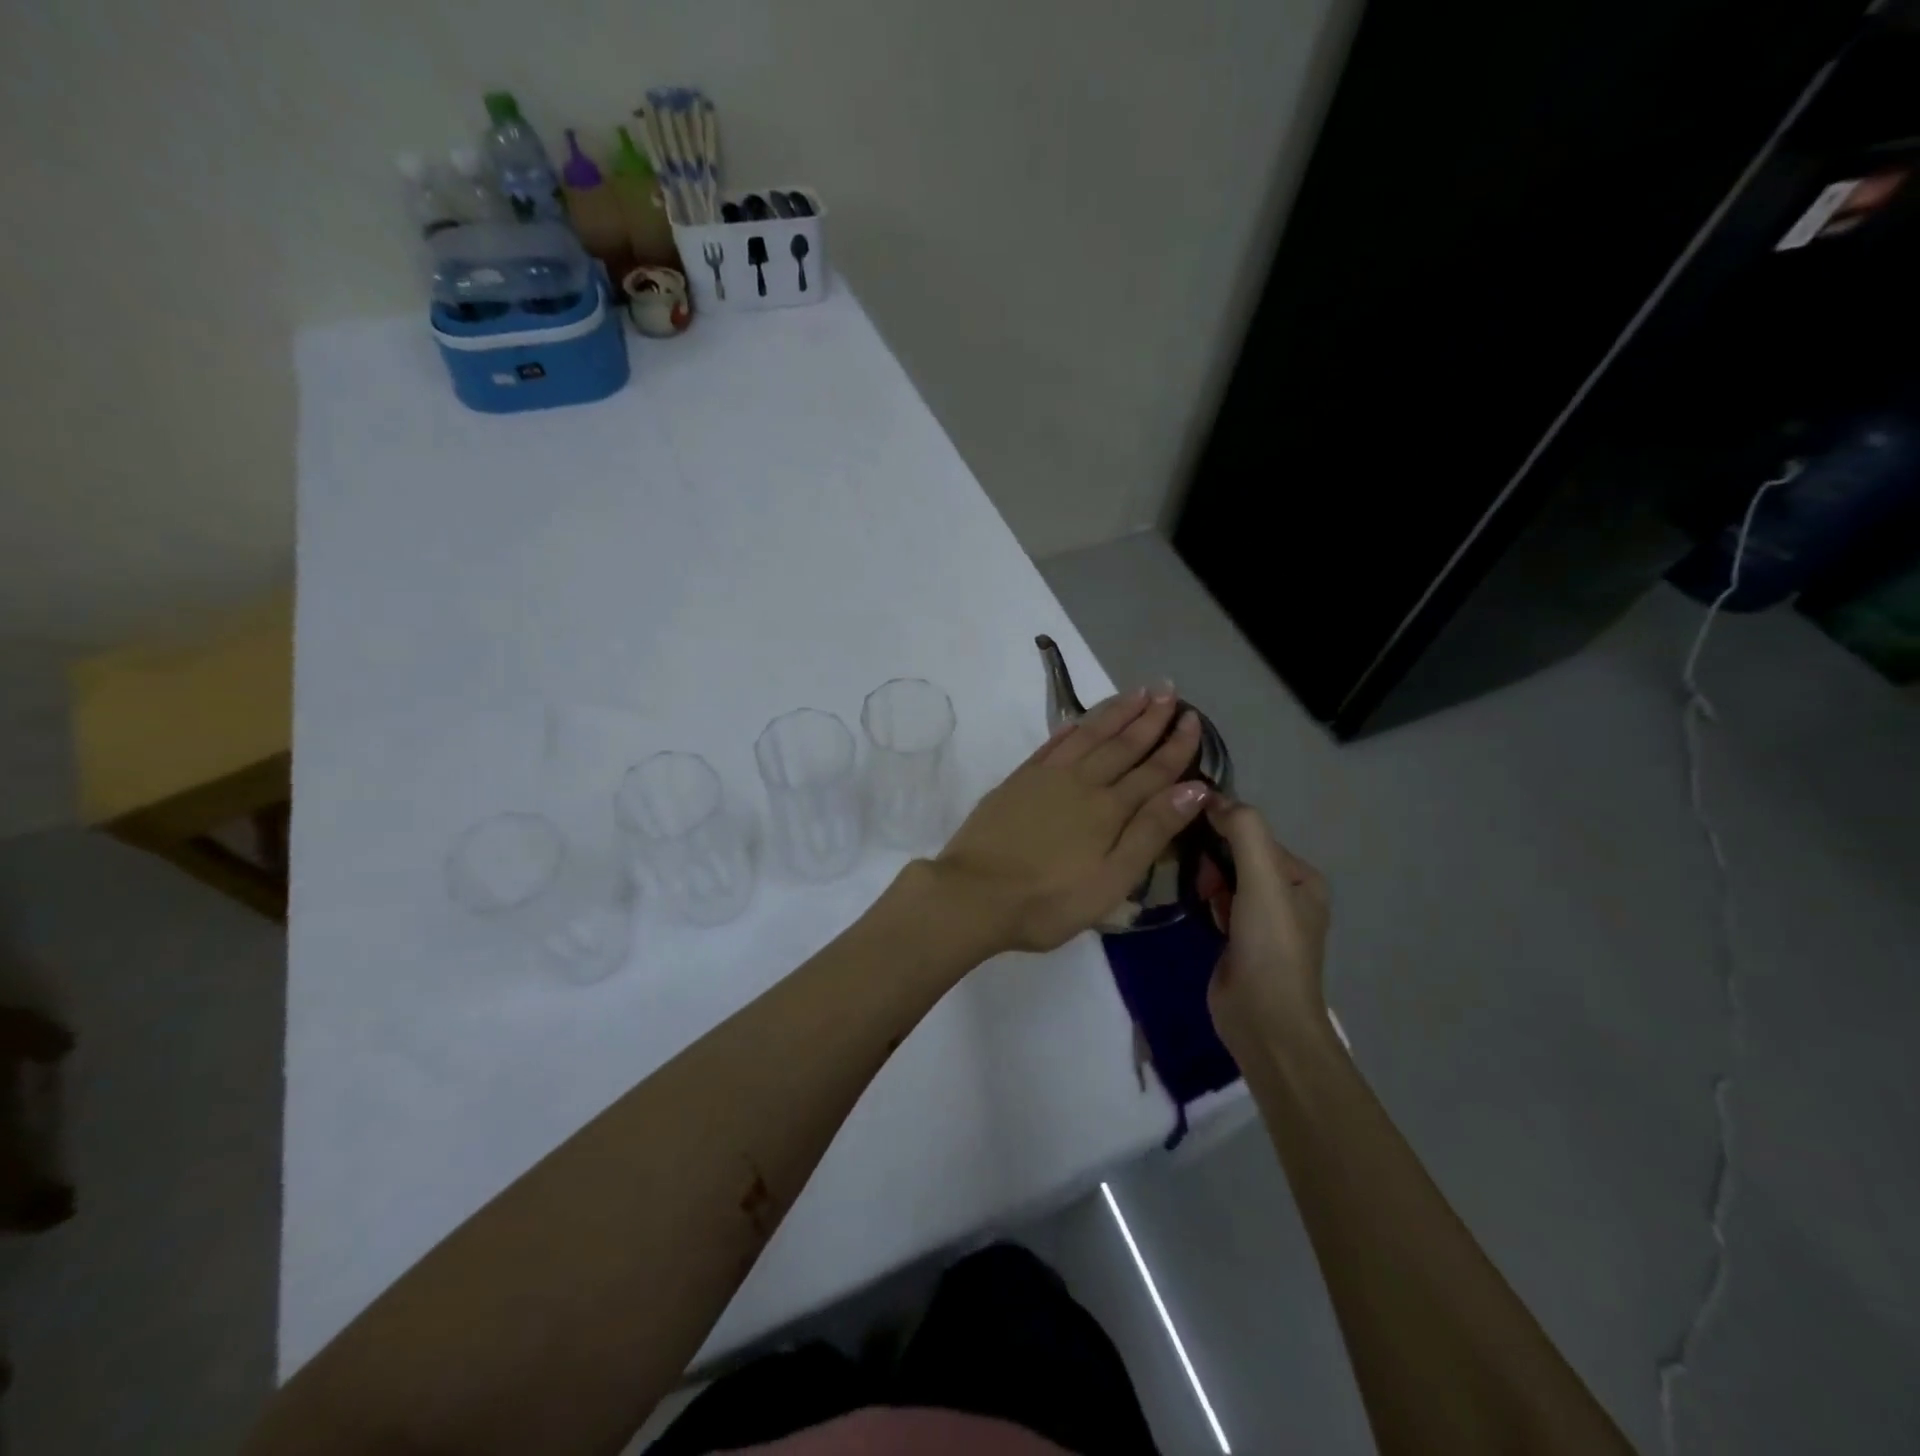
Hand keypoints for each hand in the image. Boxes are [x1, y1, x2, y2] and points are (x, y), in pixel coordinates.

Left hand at [929, 685, 1212, 954]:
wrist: (974, 894)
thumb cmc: (1049, 900)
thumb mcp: (1112, 879)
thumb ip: (1151, 831)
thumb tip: (1194, 788)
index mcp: (1109, 809)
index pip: (1153, 770)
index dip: (1176, 745)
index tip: (1193, 718)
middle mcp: (1081, 782)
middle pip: (1122, 744)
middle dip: (1149, 717)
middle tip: (1168, 690)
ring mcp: (1045, 777)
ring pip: (1088, 735)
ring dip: (1114, 713)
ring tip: (1136, 693)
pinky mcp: (1017, 781)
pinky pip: (1051, 744)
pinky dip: (1069, 728)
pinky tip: (1078, 720)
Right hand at [1197, 801, 1331, 1047]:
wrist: (1264, 1020)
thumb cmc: (1270, 945)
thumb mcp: (1262, 879)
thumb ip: (1243, 831)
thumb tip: (1212, 797)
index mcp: (1302, 878)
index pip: (1255, 835)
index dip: (1223, 829)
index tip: (1190, 830)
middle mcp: (1285, 895)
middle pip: (1238, 855)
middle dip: (1211, 855)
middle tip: (1189, 866)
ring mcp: (1260, 920)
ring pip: (1224, 879)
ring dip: (1204, 876)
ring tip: (1185, 881)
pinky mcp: (1237, 941)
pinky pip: (1216, 904)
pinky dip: (1203, 898)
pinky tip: (1189, 901)